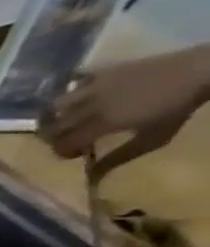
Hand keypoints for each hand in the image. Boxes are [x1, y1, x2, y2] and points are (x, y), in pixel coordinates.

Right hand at [45, 48, 209, 177]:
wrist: (201, 69)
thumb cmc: (177, 107)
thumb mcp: (153, 138)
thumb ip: (118, 158)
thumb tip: (91, 177)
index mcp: (102, 123)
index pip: (63, 143)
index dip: (63, 152)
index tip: (76, 154)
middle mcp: (91, 105)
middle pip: (53, 127)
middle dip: (54, 137)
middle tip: (68, 140)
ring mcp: (95, 86)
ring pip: (55, 105)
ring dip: (57, 115)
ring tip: (67, 119)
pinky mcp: (103, 72)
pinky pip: (74, 83)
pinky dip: (71, 92)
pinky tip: (81, 96)